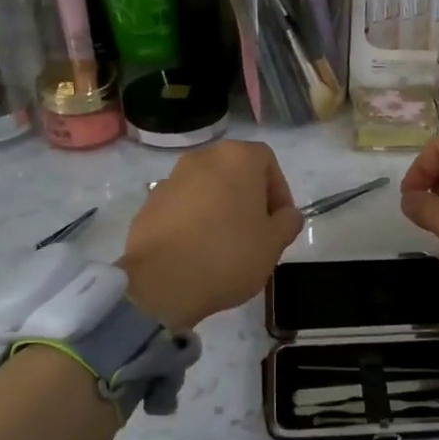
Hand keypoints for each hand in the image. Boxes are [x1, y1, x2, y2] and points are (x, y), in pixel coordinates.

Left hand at [119, 141, 303, 329]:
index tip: (280, 222)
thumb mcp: (274, 243)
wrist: (161, 281)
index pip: (267, 161)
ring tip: (225, 246)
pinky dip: (194, 222)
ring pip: (207, 189)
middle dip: (249, 199)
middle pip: (235, 173)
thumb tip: (287, 214)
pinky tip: (197, 252)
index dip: (279, 191)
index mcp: (237, 158)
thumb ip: (288, 222)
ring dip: (220, 209)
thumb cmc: (229, 254)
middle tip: (256, 234)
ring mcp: (171, 179)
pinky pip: (182, 207)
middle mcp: (203, 158)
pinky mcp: (149, 204)